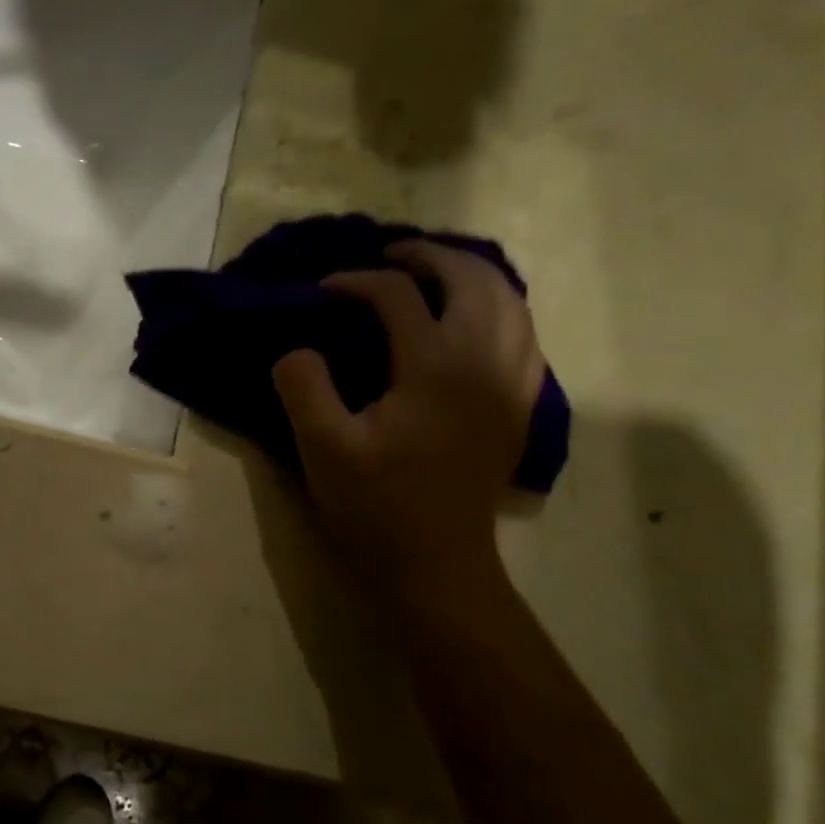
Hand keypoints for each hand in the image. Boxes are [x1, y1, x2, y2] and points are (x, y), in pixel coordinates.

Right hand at [272, 241, 543, 605]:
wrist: (436, 565)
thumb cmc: (375, 506)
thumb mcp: (321, 447)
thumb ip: (303, 385)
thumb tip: (299, 349)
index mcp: (435, 368)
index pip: (398, 297)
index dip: (356, 283)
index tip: (324, 291)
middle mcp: (484, 363)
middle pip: (472, 281)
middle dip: (428, 258)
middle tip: (390, 258)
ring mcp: (510, 386)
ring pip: (510, 303)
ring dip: (471, 277)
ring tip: (433, 276)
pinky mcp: (518, 408)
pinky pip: (524, 337)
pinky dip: (500, 312)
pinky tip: (475, 322)